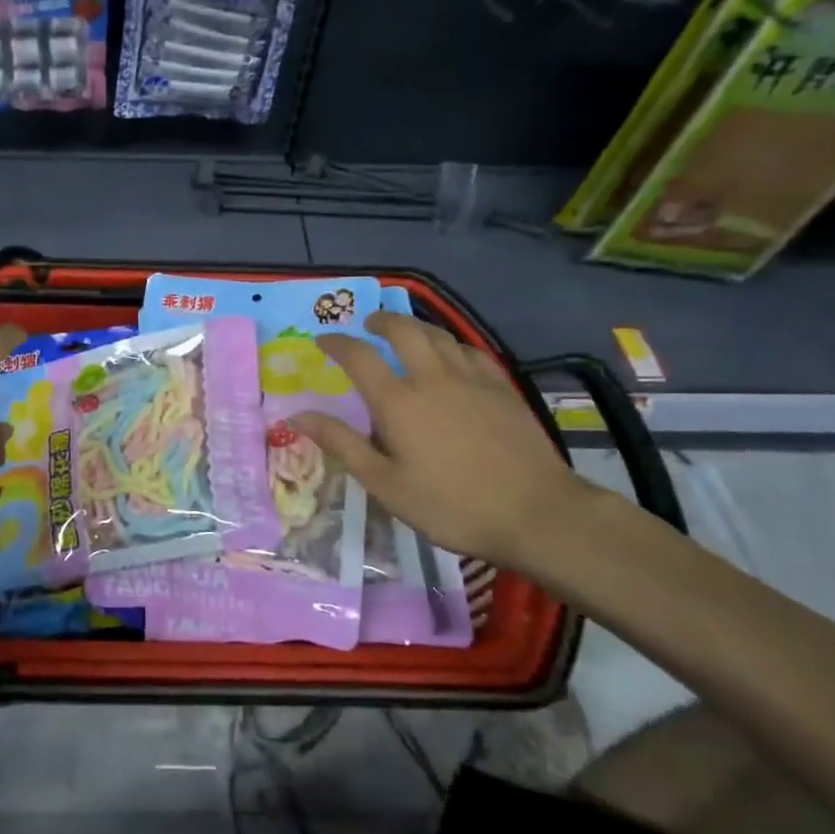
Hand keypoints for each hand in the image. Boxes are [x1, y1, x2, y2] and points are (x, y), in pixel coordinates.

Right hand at [292, 312, 596, 570]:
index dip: (336, 343)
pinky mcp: (502, 387)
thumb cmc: (450, 504)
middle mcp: (432, 377)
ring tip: (405, 333)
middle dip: (380, 321)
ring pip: (439, 335)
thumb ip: (342, 443)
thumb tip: (298, 414)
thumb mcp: (385, 483)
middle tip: (368, 324)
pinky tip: (451, 356)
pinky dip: (451, 345)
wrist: (536, 513)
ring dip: (415, 327)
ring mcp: (472, 378)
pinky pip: (470, 351)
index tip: (322, 340)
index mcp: (397, 401)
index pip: (358, 356)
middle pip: (403, 330)